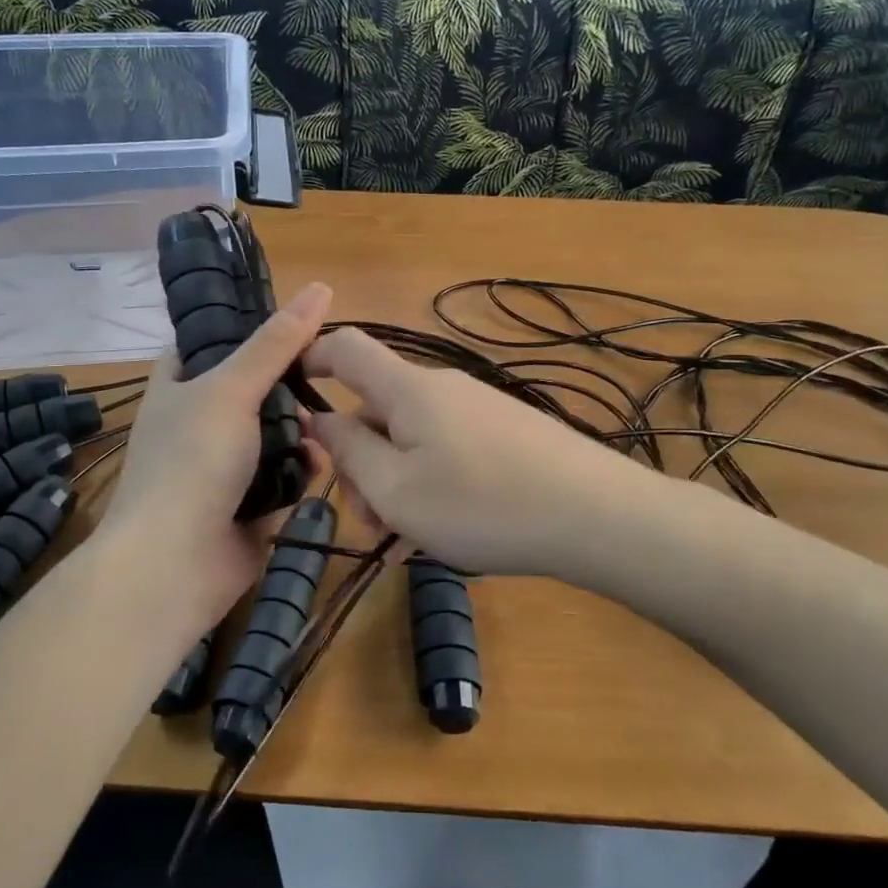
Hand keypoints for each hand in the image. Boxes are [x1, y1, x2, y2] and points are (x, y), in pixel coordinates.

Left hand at [95, 282, 331, 633]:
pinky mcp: (249, 504)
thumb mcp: (231, 388)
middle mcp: (198, 422)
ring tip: (321, 428)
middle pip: (252, 388)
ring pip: (274, 433)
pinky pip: (284, 475)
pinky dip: (302, 469)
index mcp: (179, 386)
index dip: (246, 327)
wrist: (175, 564)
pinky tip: (322, 465)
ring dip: (300, 430)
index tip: (293, 321)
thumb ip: (275, 342)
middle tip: (322, 376)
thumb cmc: (192, 461)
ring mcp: (223, 466)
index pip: (209, 341)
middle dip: (288, 385)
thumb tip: (320, 287)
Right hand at [304, 328, 671, 578]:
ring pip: (412, 439)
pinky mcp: (506, 434)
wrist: (596, 515)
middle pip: (378, 409)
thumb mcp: (396, 490)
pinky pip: (447, 452)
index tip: (291, 399)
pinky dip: (430, 486)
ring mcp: (478, 410)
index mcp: (407, 389)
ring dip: (395, 482)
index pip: (346, 348)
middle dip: (360, 460)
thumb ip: (348, 452)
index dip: (310, 360)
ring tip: (408, 539)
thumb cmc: (482, 504)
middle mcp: (442, 388)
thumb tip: (320, 418)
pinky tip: (442, 534)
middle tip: (369, 519)